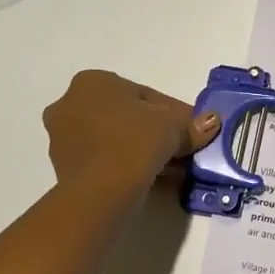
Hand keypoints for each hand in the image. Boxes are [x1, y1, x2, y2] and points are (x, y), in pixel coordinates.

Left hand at [43, 70, 220, 202]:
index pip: (145, 96)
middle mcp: (71, 103)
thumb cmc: (134, 143)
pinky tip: (152, 178)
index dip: (175, 114)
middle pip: (128, 117)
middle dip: (156, 133)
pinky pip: (105, 159)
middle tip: (183, 149)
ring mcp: (63, 137)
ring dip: (143, 150)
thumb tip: (211, 121)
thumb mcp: (172, 127)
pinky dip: (127, 165)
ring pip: (116, 139)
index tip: (193, 130)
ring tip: (172, 168)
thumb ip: (191, 124)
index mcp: (93, 82)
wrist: (100, 192)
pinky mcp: (64, 166)